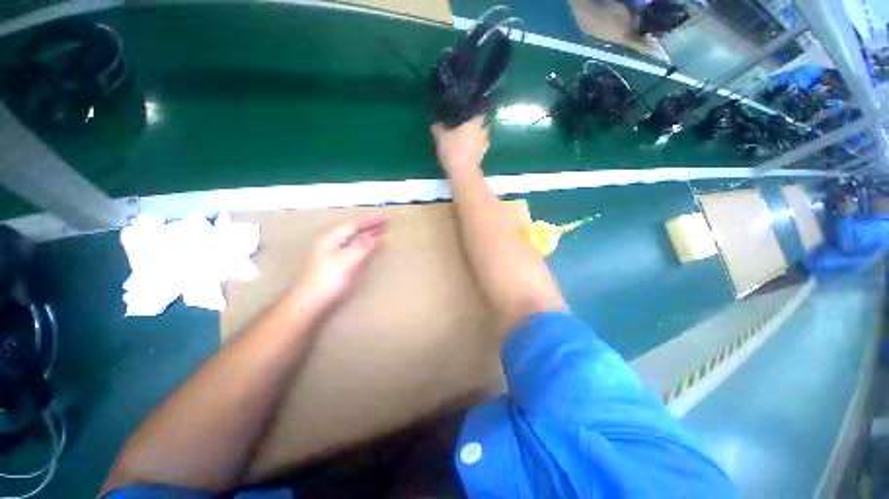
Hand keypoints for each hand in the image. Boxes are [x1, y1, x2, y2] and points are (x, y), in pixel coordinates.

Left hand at [294, 215, 386, 313]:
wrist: (311, 302)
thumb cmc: (328, 280)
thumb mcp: (346, 261)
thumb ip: (362, 247)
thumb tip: (378, 237)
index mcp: (331, 238)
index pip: (353, 225)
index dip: (369, 220)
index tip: (384, 217)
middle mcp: (332, 243)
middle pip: (353, 230)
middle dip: (369, 225)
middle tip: (385, 223)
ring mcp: (333, 254)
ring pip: (353, 239)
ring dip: (367, 234)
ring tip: (380, 231)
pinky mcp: (337, 264)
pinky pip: (354, 248)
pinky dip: (364, 245)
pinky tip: (369, 248)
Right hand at [431, 116, 489, 175]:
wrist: (462, 172)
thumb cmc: (453, 150)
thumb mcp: (441, 138)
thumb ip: (439, 130)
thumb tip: (435, 125)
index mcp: (474, 124)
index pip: (480, 116)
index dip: (475, 116)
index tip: (469, 117)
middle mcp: (481, 134)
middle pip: (484, 127)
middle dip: (478, 128)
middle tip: (468, 129)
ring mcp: (483, 147)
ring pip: (483, 140)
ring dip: (478, 139)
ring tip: (468, 141)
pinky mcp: (481, 158)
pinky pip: (480, 150)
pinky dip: (476, 150)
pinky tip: (468, 152)